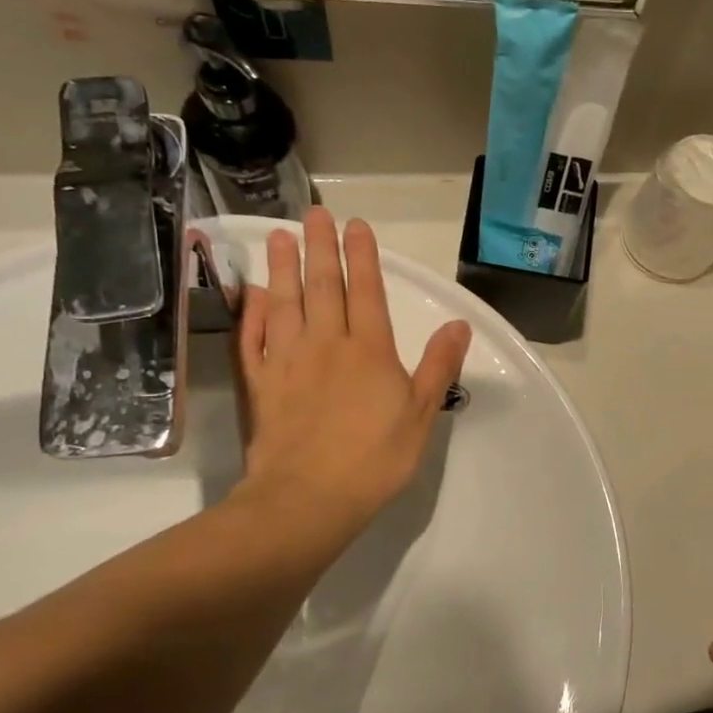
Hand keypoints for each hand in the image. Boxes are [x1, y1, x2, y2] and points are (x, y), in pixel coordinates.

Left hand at [231, 207, 469, 560]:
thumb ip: (438, 366)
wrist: (308, 499)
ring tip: (281, 236)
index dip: (363, 256)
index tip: (357, 225)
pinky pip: (252, 338)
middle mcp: (326, 344)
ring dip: (283, 267)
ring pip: (284, 303)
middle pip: (322, 286)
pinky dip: (252, 312)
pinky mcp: (260, 384)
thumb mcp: (421, 414)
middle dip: (321, 247)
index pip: (366, 291)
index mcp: (369, 350)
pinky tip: (252, 294)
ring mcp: (286, 361)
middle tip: (315, 213)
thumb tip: (459, 324)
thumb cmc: (375, 458)